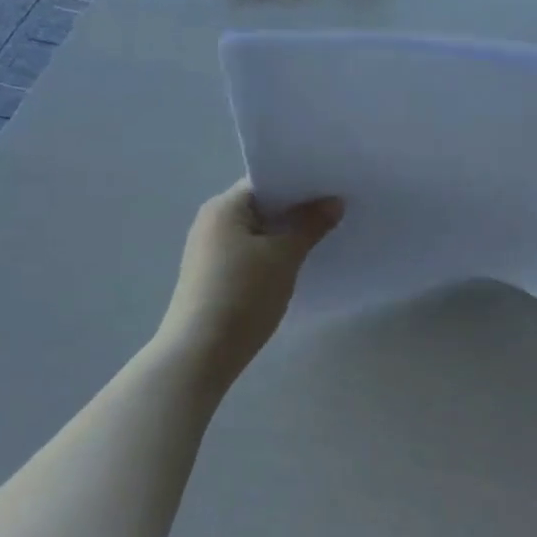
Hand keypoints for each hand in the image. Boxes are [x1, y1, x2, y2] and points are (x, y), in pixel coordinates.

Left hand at [158, 180, 342, 388]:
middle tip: (337, 209)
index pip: (266, 181)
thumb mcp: (284, 256)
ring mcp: (210, 251)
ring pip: (258, 231)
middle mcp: (212, 222)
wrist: (200, 354)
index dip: (300, 182)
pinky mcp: (214, 277)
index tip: (332, 186)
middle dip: (297, 209)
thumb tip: (334, 201)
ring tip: (325, 234)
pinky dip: (274, 253)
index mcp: (224, 207)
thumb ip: (310, 225)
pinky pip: (251, 253)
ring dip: (287, 233)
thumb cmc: (242, 294)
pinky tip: (298, 263)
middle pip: (262, 205)